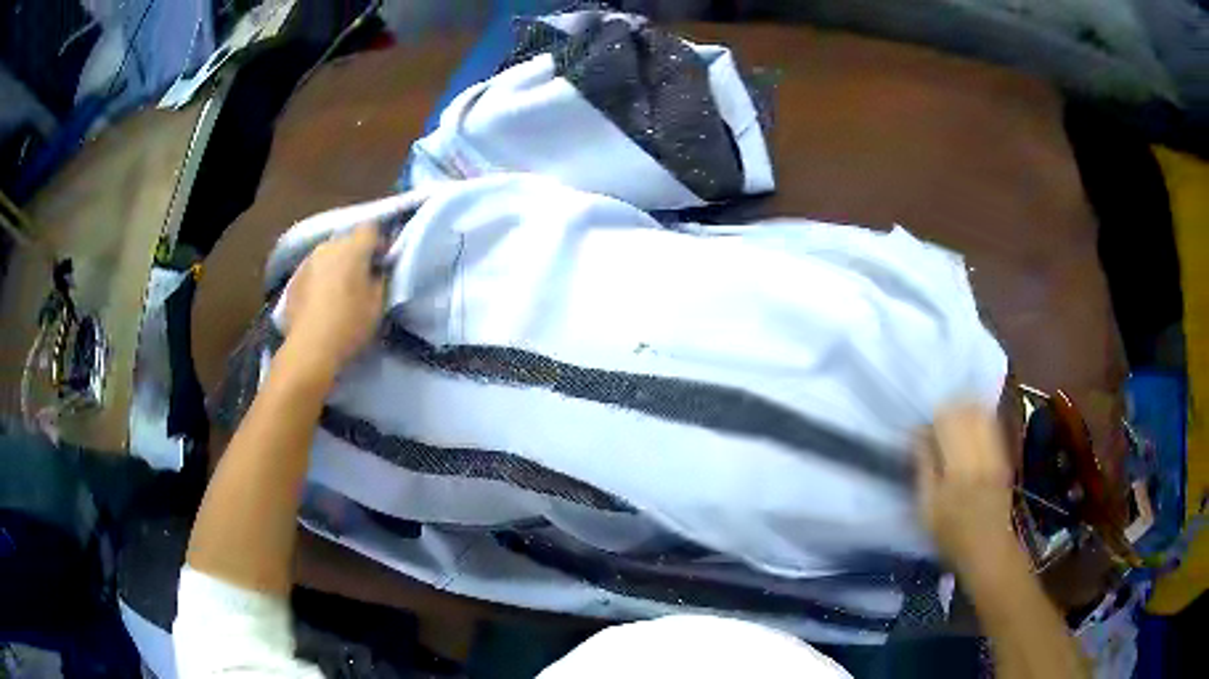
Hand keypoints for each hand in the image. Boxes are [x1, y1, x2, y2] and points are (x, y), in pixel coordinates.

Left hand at [284, 225, 385, 373]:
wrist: (310, 349)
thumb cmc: (349, 324)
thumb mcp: (378, 303)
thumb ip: (380, 278)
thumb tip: (376, 270)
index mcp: (351, 247)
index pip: (371, 229)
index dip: (379, 244)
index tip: (383, 264)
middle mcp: (327, 246)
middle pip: (347, 240)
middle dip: (356, 254)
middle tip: (363, 279)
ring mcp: (306, 262)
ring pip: (327, 255)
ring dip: (336, 266)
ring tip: (339, 291)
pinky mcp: (293, 280)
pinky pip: (313, 272)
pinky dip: (319, 280)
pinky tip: (321, 303)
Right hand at [914, 403, 1017, 574]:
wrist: (988, 548)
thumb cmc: (951, 533)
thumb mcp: (927, 506)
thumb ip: (923, 466)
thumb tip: (917, 433)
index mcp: (958, 465)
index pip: (947, 420)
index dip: (933, 416)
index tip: (922, 427)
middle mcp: (980, 452)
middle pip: (967, 411)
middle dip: (951, 408)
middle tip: (937, 420)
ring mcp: (995, 452)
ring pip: (982, 415)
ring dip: (967, 410)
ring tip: (953, 420)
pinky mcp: (1004, 456)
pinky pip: (993, 426)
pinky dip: (981, 419)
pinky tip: (971, 427)